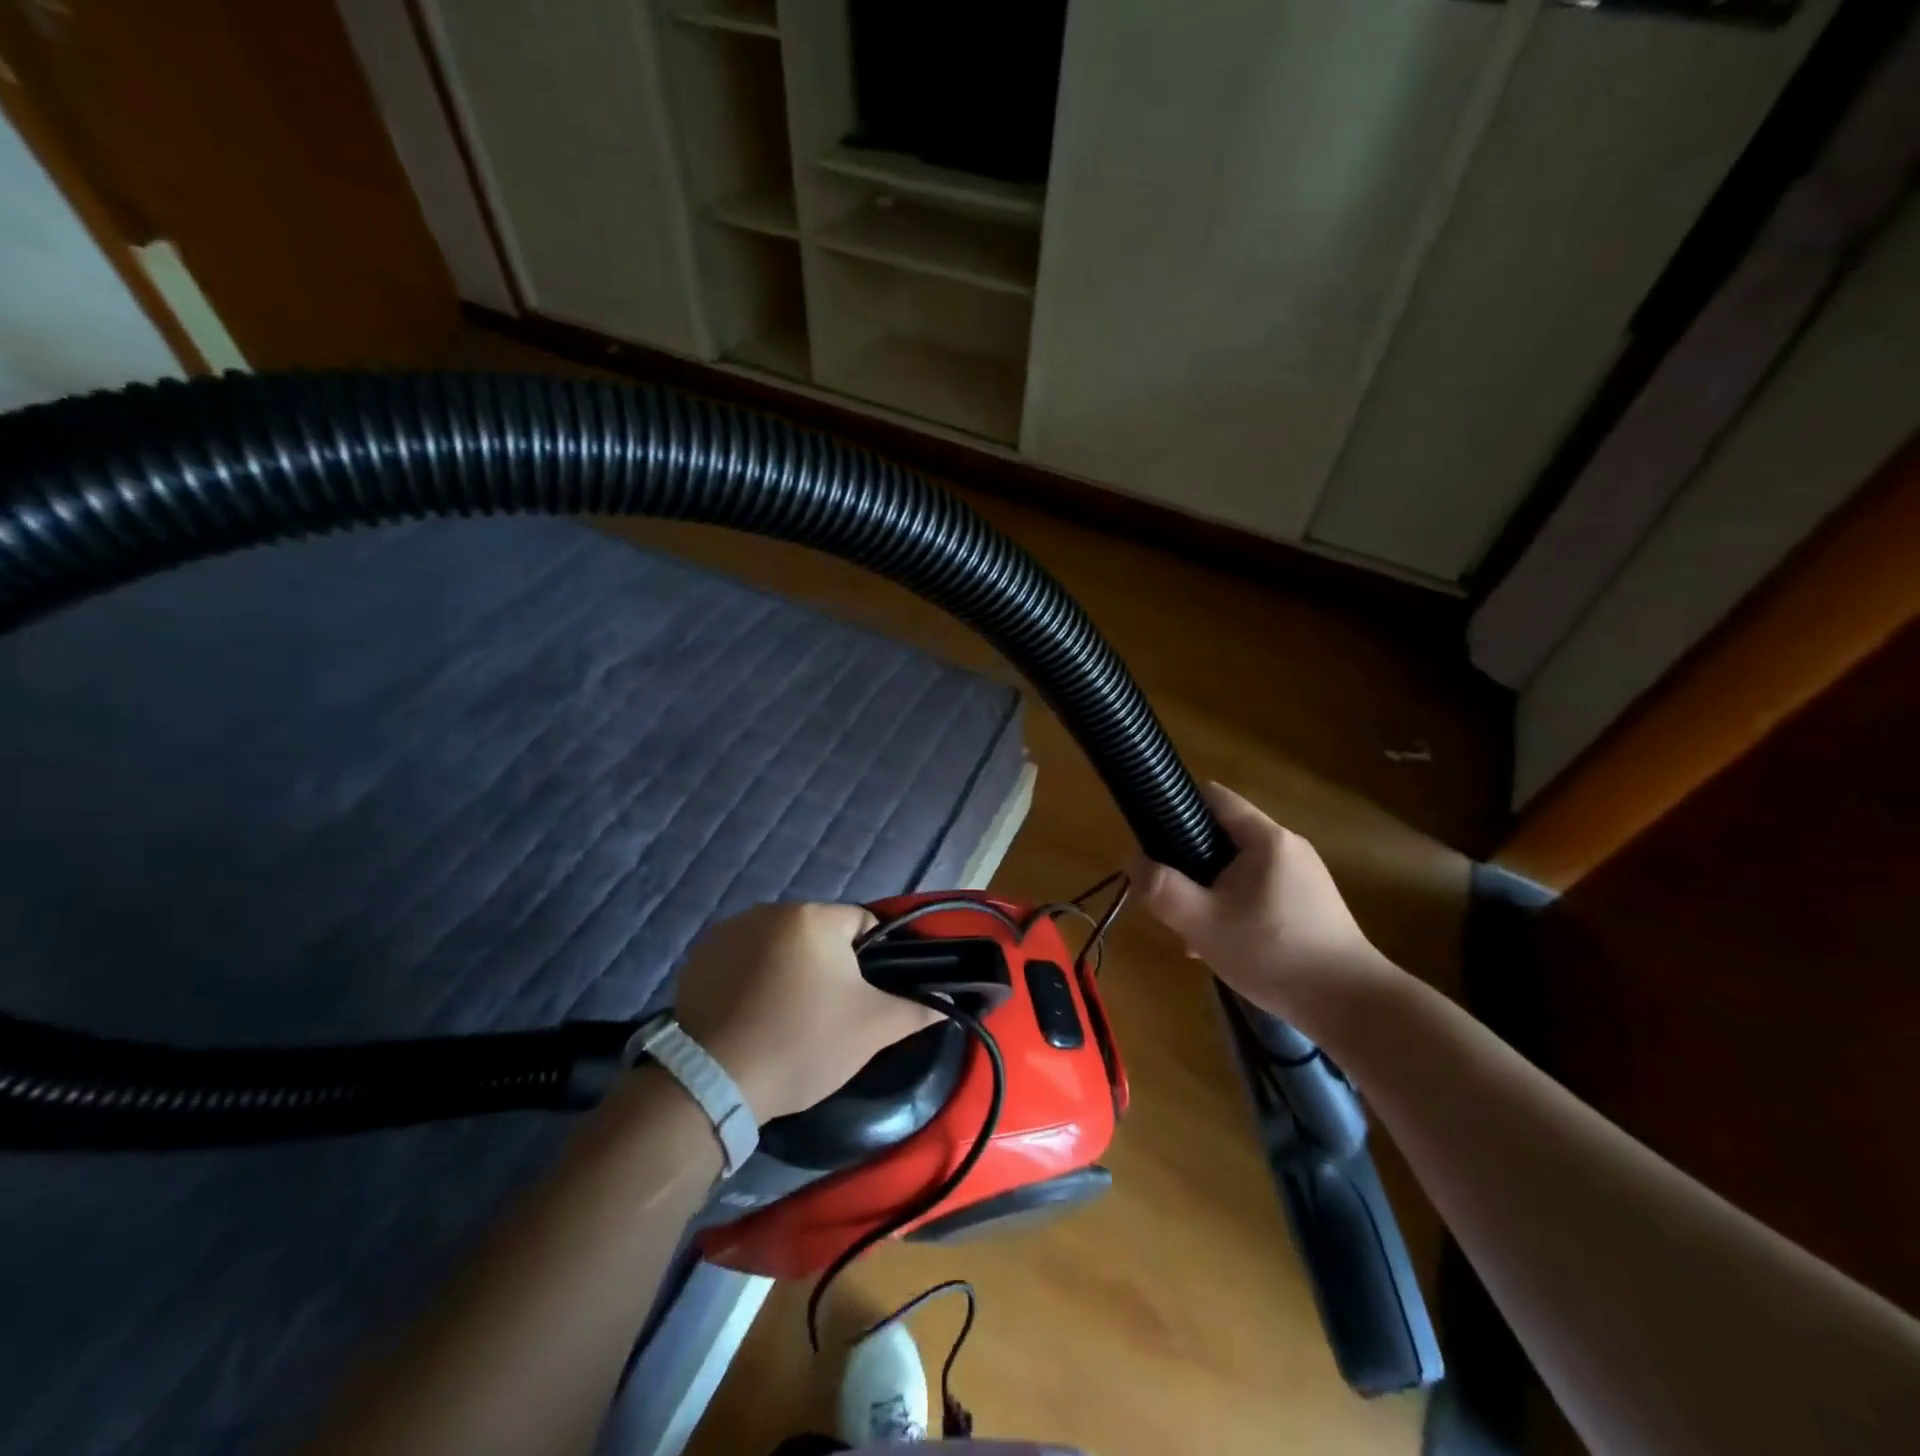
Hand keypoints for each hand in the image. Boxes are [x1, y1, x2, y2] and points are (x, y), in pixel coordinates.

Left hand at [672, 902, 940, 1123]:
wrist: (715, 1084)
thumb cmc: (803, 1043)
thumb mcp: (871, 1029)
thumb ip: (916, 1009)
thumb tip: (948, 1001)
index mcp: (813, 917)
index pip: (862, 924)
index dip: (873, 960)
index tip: (864, 998)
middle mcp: (769, 910)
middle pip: (819, 934)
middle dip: (830, 966)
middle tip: (830, 1014)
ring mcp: (729, 931)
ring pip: (781, 946)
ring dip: (791, 970)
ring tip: (789, 1018)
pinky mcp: (700, 957)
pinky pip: (744, 959)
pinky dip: (755, 978)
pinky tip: (754, 1015)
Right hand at [1128, 782, 1392, 1025]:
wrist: (1351, 1006)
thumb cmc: (1273, 954)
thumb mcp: (1202, 923)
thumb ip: (1160, 888)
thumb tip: (1133, 859)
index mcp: (1265, 838)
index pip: (1213, 796)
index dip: (1176, 806)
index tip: (1150, 837)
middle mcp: (1287, 846)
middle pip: (1222, 835)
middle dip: (1189, 861)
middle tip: (1169, 894)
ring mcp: (1303, 875)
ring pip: (1238, 868)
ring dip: (1209, 890)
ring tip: (1191, 929)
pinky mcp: (1311, 903)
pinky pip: (1259, 890)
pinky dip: (1234, 906)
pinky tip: (1223, 945)